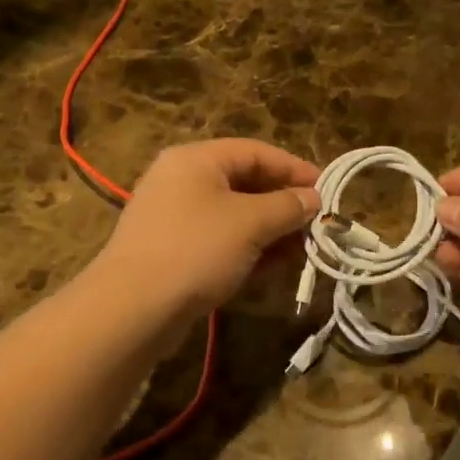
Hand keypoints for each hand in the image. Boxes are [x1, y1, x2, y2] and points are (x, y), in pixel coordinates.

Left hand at [96, 139, 320, 323]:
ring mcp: (173, 216)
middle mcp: (181, 180)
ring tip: (300, 252)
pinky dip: (247, 249)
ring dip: (269, 231)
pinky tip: (270, 269)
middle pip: (244, 182)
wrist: (133, 308)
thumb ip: (287, 206)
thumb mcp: (250, 223)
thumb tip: (313, 199)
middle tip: (316, 225)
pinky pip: (218, 240)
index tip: (327, 190)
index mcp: (196, 159)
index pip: (256, 152)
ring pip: (233, 215)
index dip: (294, 168)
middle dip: (283, 204)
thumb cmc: (196, 250)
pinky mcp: (171, 250)